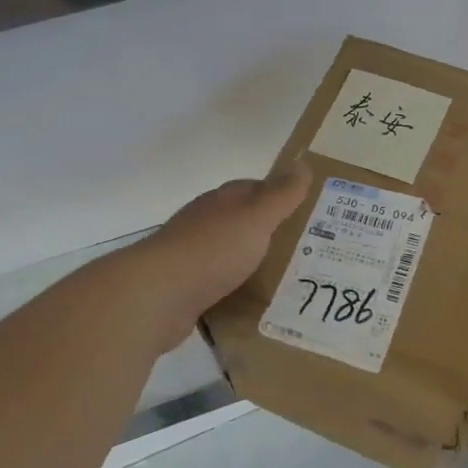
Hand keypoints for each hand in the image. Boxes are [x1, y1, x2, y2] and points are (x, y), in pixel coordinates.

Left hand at [125, 160, 311, 348]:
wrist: (157, 296)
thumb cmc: (212, 250)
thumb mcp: (255, 217)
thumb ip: (280, 195)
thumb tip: (303, 163)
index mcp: (221, 202)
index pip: (254, 189)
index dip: (281, 196)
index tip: (310, 212)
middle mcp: (205, 224)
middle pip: (244, 223)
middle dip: (272, 233)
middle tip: (309, 251)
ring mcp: (193, 257)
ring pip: (233, 256)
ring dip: (256, 264)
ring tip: (292, 281)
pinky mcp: (187, 289)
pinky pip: (221, 286)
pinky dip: (239, 292)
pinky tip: (258, 305)